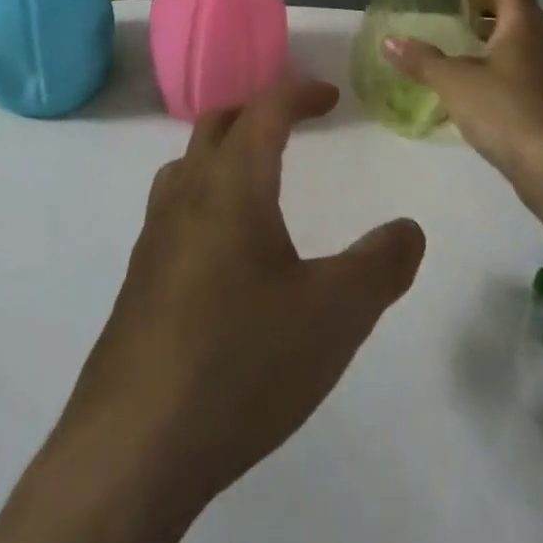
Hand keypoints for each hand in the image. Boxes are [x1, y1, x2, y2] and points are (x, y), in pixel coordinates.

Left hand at [56, 76, 425, 519]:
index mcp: (232, 185)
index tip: (331, 97)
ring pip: (187, 165)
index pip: (265, 110)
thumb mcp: (335, 315)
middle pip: (218, 125)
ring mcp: (154, 238)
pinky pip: (173, 210)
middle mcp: (186, 196)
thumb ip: (381, 265)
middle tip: (295, 123)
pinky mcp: (138, 281)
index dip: (300, 92)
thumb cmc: (242, 363)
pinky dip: (204, 197)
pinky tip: (225, 251)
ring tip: (258, 177)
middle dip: (258, 111)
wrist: (132, 449)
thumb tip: (409, 228)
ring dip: (223, 152)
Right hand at [384, 0, 542, 195]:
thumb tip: (389, 41)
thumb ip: (422, 60)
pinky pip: (525, 63)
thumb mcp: (454, 82)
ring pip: (522, 36)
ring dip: (493, 33)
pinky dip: (502, 60)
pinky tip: (478, 80)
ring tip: (459, 43)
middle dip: (484, 3)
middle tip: (450, 9)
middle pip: (516, 5)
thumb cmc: (505, 110)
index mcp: (523, 22)